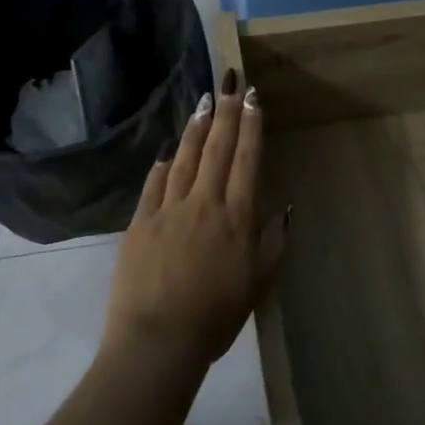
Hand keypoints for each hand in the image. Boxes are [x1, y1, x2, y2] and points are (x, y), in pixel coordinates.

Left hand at [104, 73, 289, 370]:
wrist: (158, 339)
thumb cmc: (216, 316)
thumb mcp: (258, 284)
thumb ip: (274, 243)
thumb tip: (286, 208)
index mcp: (236, 217)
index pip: (246, 161)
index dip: (251, 127)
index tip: (254, 99)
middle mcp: (203, 203)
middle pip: (217, 150)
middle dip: (227, 114)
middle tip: (230, 84)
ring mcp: (168, 210)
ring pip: (184, 159)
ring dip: (196, 130)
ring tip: (204, 105)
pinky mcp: (139, 223)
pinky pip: (153, 185)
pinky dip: (162, 165)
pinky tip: (166, 151)